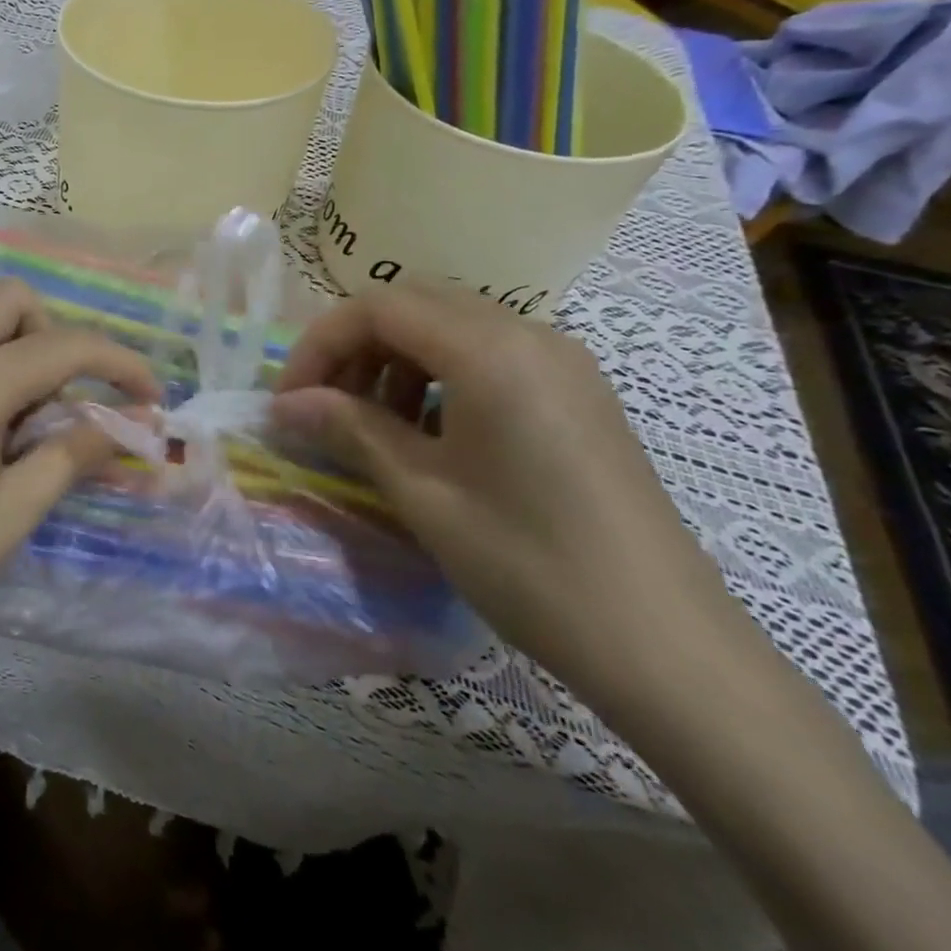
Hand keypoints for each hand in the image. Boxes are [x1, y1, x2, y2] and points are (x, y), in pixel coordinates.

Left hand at [0, 279, 159, 694]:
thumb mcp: (7, 520)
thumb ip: (71, 457)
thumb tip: (126, 425)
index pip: (62, 347)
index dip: (117, 362)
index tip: (147, 393)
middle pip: (10, 298)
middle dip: (53, 336)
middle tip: (60, 400)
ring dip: (3, 332)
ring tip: (11, 397)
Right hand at [272, 281, 746, 714]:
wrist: (667, 646)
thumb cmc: (529, 563)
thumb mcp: (422, 492)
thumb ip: (348, 430)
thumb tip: (283, 406)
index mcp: (491, 350)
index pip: (379, 307)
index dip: (321, 344)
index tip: (291, 399)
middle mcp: (530, 335)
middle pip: (414, 304)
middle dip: (355, 346)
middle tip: (326, 405)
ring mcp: (561, 362)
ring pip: (451, 326)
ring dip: (396, 361)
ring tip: (375, 426)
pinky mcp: (577, 392)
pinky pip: (489, 355)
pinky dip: (440, 376)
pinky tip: (431, 436)